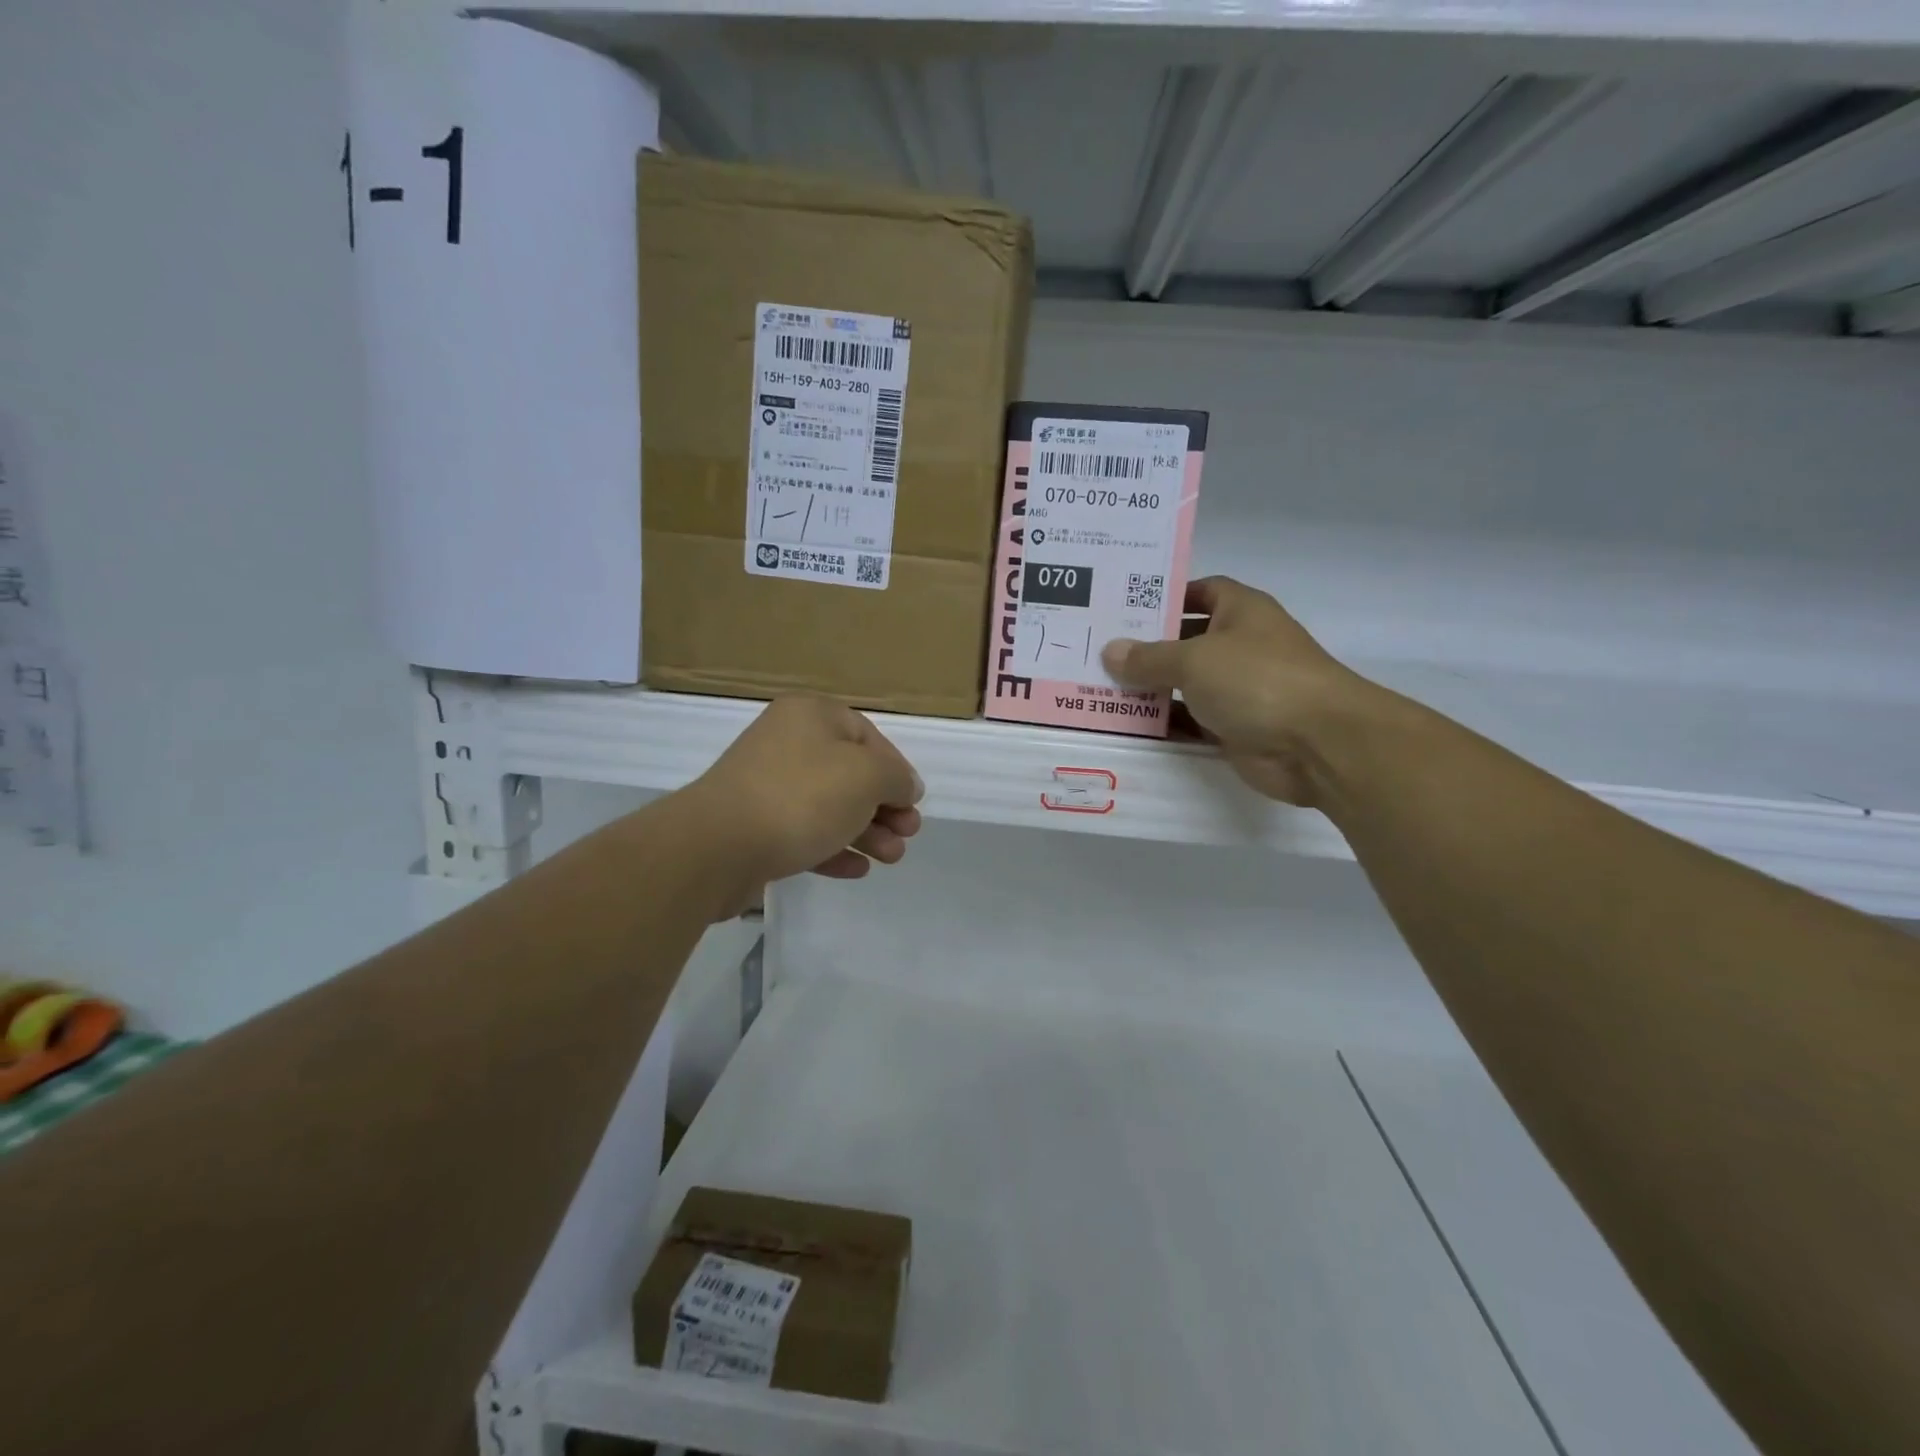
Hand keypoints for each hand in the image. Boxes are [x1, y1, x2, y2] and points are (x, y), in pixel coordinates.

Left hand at [681, 696, 923, 916]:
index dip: (896, 769)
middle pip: (849, 773)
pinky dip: (833, 848)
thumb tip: (906, 786)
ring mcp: (767, 786)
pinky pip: (804, 832)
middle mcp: (787, 743)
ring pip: (829, 806)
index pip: (867, 736)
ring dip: (866, 832)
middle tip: (907, 834)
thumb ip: (896, 778)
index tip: (912, 803)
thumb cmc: (802, 797)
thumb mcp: (867, 777)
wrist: (718, 847)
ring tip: (891, 858)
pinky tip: (856, 870)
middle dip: (884, 807)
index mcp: (811, 716)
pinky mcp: (755, 827)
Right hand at [1101, 576, 1374, 805]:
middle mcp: (1240, 645)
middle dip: (1145, 646)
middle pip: (1185, 639)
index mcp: (1240, 611)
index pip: (1199, 591)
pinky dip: (1163, 723)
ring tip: (1098, 686)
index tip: (1122, 606)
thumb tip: (1111, 651)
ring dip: (1149, 688)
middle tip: (1096, 648)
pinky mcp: (1233, 728)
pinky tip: (1124, 724)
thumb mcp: (1194, 659)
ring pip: (1184, 684)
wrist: (1317, 744)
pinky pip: (1189, 721)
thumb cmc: (1257, 680)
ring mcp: (1238, 689)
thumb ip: (1149, 657)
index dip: (1165, 596)